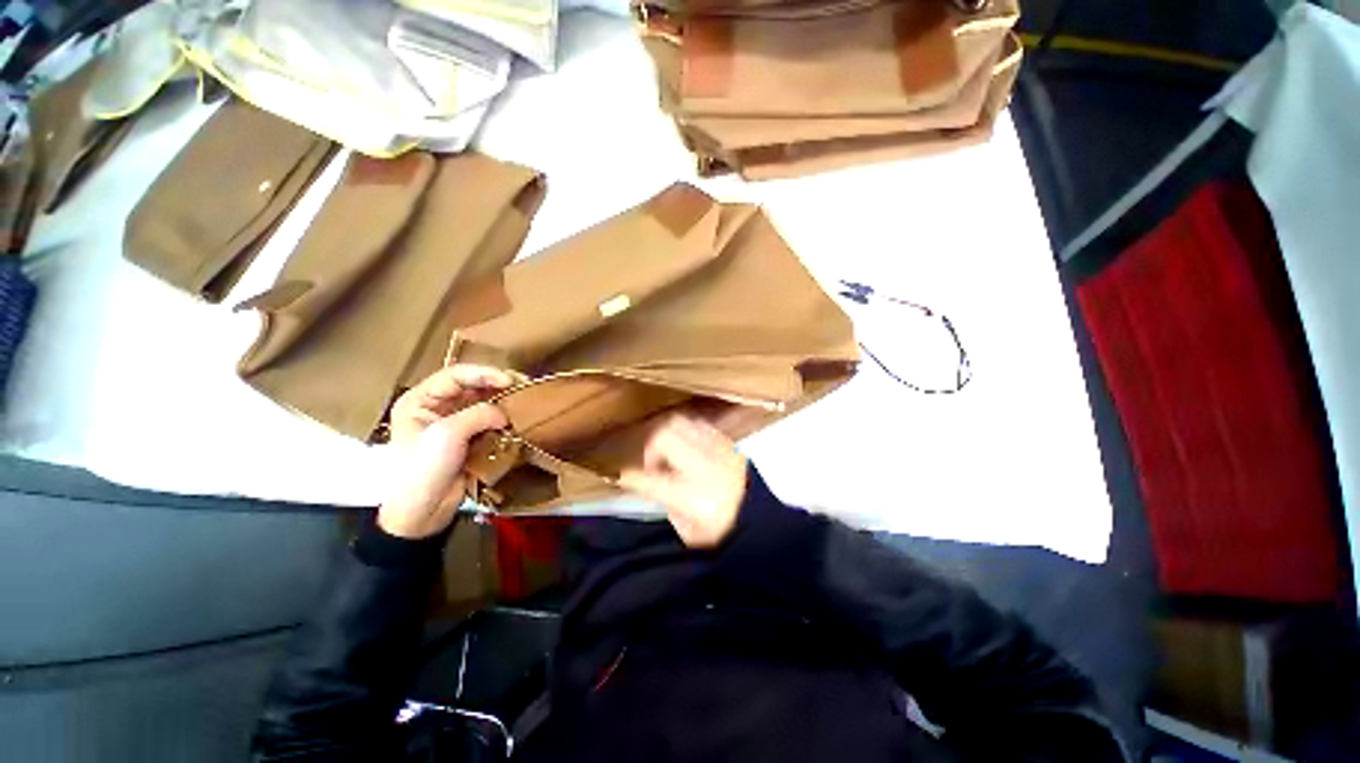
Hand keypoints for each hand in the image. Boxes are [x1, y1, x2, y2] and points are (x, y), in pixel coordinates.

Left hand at [379, 365, 511, 538]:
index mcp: (421, 400)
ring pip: (485, 403)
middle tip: (524, 385)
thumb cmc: (422, 470)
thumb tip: (505, 413)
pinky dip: (507, 418)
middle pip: (473, 386)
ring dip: (505, 401)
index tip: (508, 380)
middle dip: (499, 384)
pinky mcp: (471, 440)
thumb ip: (478, 414)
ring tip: (527, 399)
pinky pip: (492, 422)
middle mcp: (438, 407)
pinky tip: (521, 417)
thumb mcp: (446, 435)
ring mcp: (456, 424)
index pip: (455, 376)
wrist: (422, 513)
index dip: (483, 373)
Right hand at [619, 416, 747, 548]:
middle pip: (662, 436)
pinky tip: (689, 446)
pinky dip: (687, 431)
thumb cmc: (726, 533)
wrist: (766, 521)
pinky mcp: (728, 442)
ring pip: (680, 423)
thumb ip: (669, 506)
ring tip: (670, 452)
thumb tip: (659, 486)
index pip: (648, 478)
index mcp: (691, 496)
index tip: (622, 476)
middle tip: (653, 463)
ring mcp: (717, 449)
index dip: (630, 476)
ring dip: (668, 435)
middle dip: (649, 446)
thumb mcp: (691, 533)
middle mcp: (702, 465)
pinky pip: (699, 425)